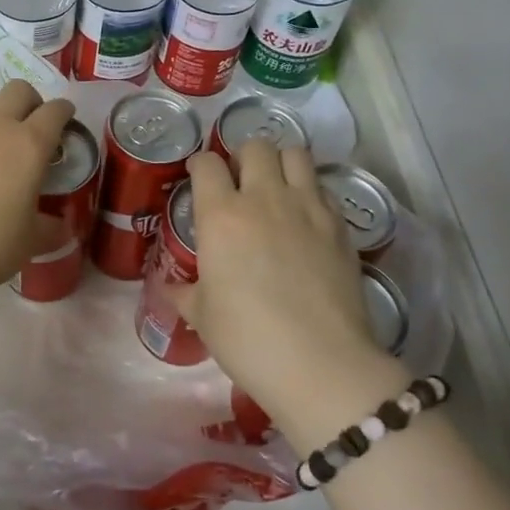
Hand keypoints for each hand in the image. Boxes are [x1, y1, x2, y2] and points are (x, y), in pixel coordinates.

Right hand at [173, 141, 403, 441]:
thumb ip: (184, 292)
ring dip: (281, 163)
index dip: (199, 166)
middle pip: (255, 146)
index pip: (206, 163)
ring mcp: (307, 208)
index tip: (199, 178)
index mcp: (221, 215)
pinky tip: (305, 218)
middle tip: (240, 183)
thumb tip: (169, 287)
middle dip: (243, 157)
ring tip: (276, 187)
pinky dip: (311, 192)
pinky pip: (323, 188)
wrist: (321, 363)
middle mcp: (264, 198)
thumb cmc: (247, 338)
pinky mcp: (340, 226)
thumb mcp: (203, 316)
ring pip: (295, 154)